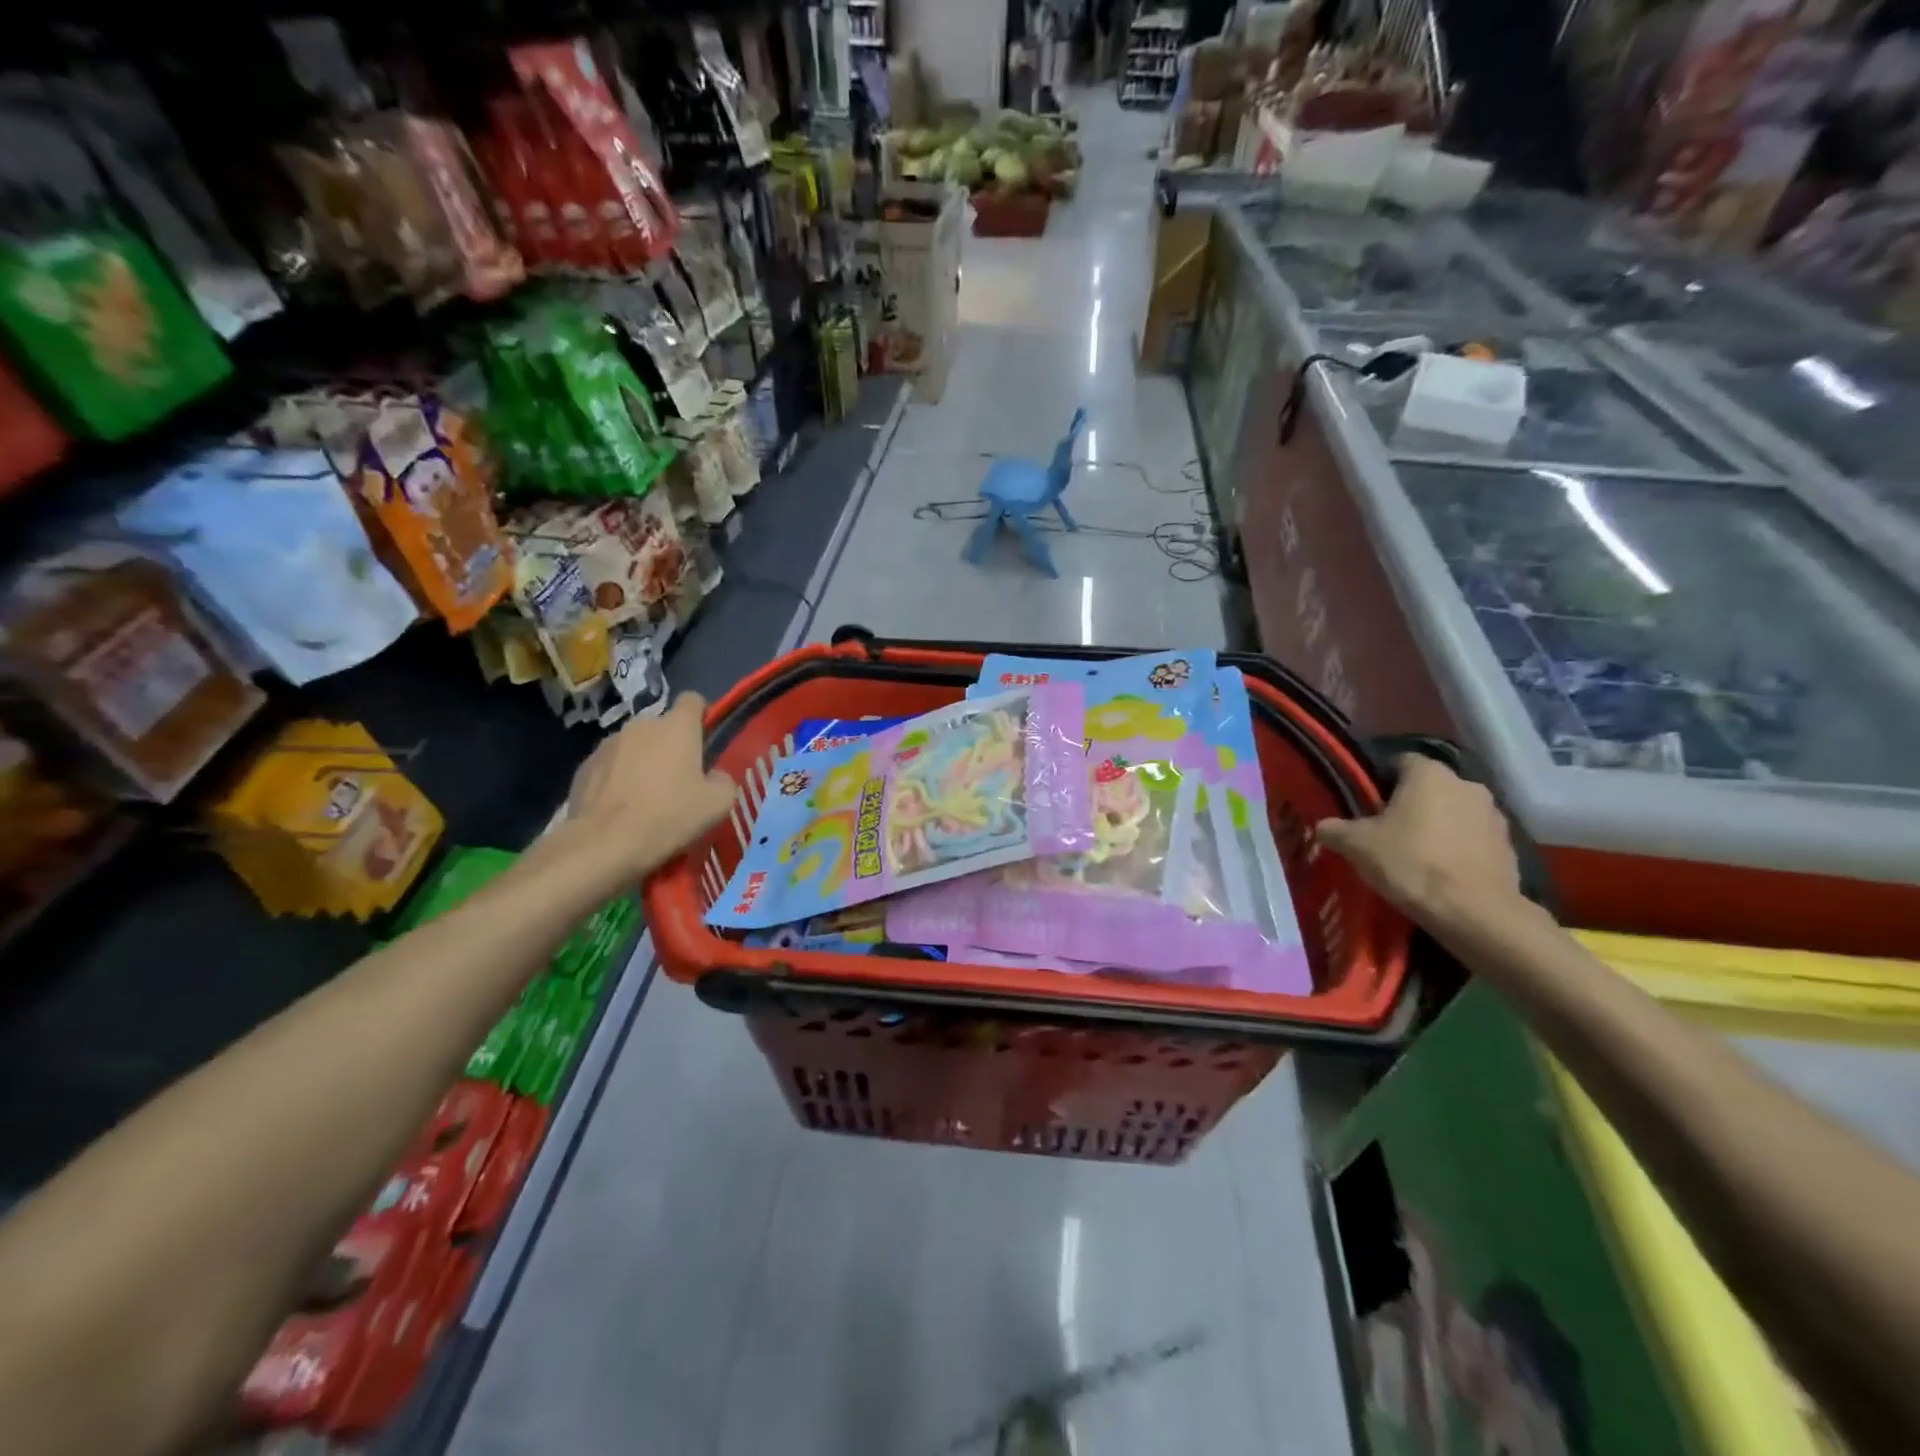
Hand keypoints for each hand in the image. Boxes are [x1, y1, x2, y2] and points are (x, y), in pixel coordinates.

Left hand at [564, 691, 735, 883]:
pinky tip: (620, 807)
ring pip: (635, 746)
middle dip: (671, 746)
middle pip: (663, 727)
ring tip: (645, 797)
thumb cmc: (668, 817)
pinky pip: (610, 765)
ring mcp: (608, 744)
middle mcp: (641, 725)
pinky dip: (618, 778)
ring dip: (643, 762)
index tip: (705, 741)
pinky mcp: (584, 766)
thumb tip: (715, 776)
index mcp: (677, 727)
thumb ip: (724, 780)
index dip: (701, 716)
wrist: (603, 844)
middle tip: (678, 781)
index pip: (693, 700)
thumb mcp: (717, 804)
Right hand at [1316, 755, 1520, 930]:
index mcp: (1429, 774)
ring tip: (1417, 855)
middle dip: (1410, 804)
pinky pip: (1474, 838)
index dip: (1380, 781)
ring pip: (1454, 812)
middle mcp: (1466, 784)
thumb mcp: (1356, 845)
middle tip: (1387, 831)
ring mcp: (1494, 815)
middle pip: (1429, 788)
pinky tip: (1443, 872)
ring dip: (1438, 825)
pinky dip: (1459, 848)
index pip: (1400, 761)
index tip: (1367, 805)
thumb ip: (1334, 829)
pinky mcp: (1510, 846)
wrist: (1474, 913)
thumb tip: (1323, 826)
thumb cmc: (1410, 864)